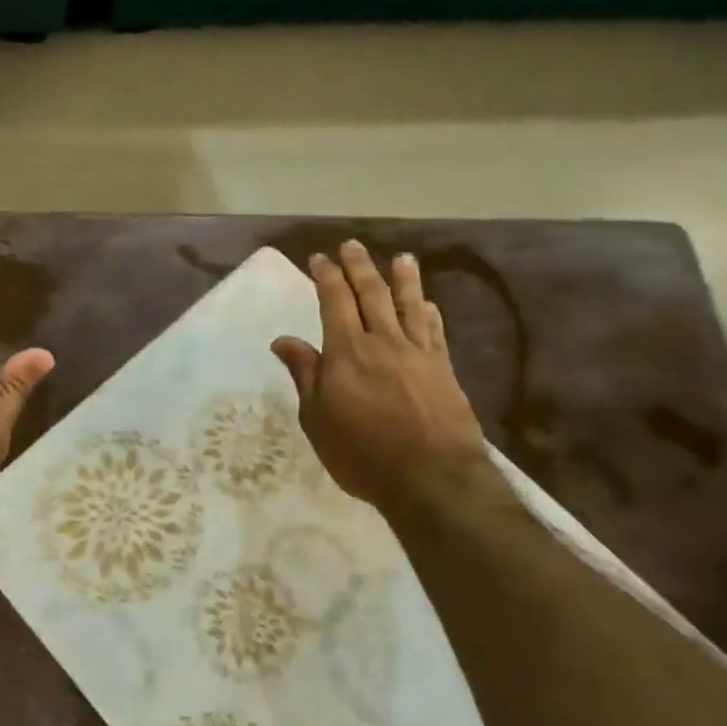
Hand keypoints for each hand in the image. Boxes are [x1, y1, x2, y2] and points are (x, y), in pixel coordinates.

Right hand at [272, 242, 494, 519]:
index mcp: (347, 352)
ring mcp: (418, 354)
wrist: (432, 479)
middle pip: (372, 294)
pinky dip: (430, 314)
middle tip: (353, 245)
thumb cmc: (362, 453)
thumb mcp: (318, 419)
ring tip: (402, 259)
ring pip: (409, 306)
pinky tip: (428, 305)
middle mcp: (383, 342)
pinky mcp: (444, 370)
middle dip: (360, 267)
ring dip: (404, 280)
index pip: (335, 302)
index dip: (327, 277)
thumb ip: (305, 374)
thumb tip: (282, 339)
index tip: (320, 258)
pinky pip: (435, 333)